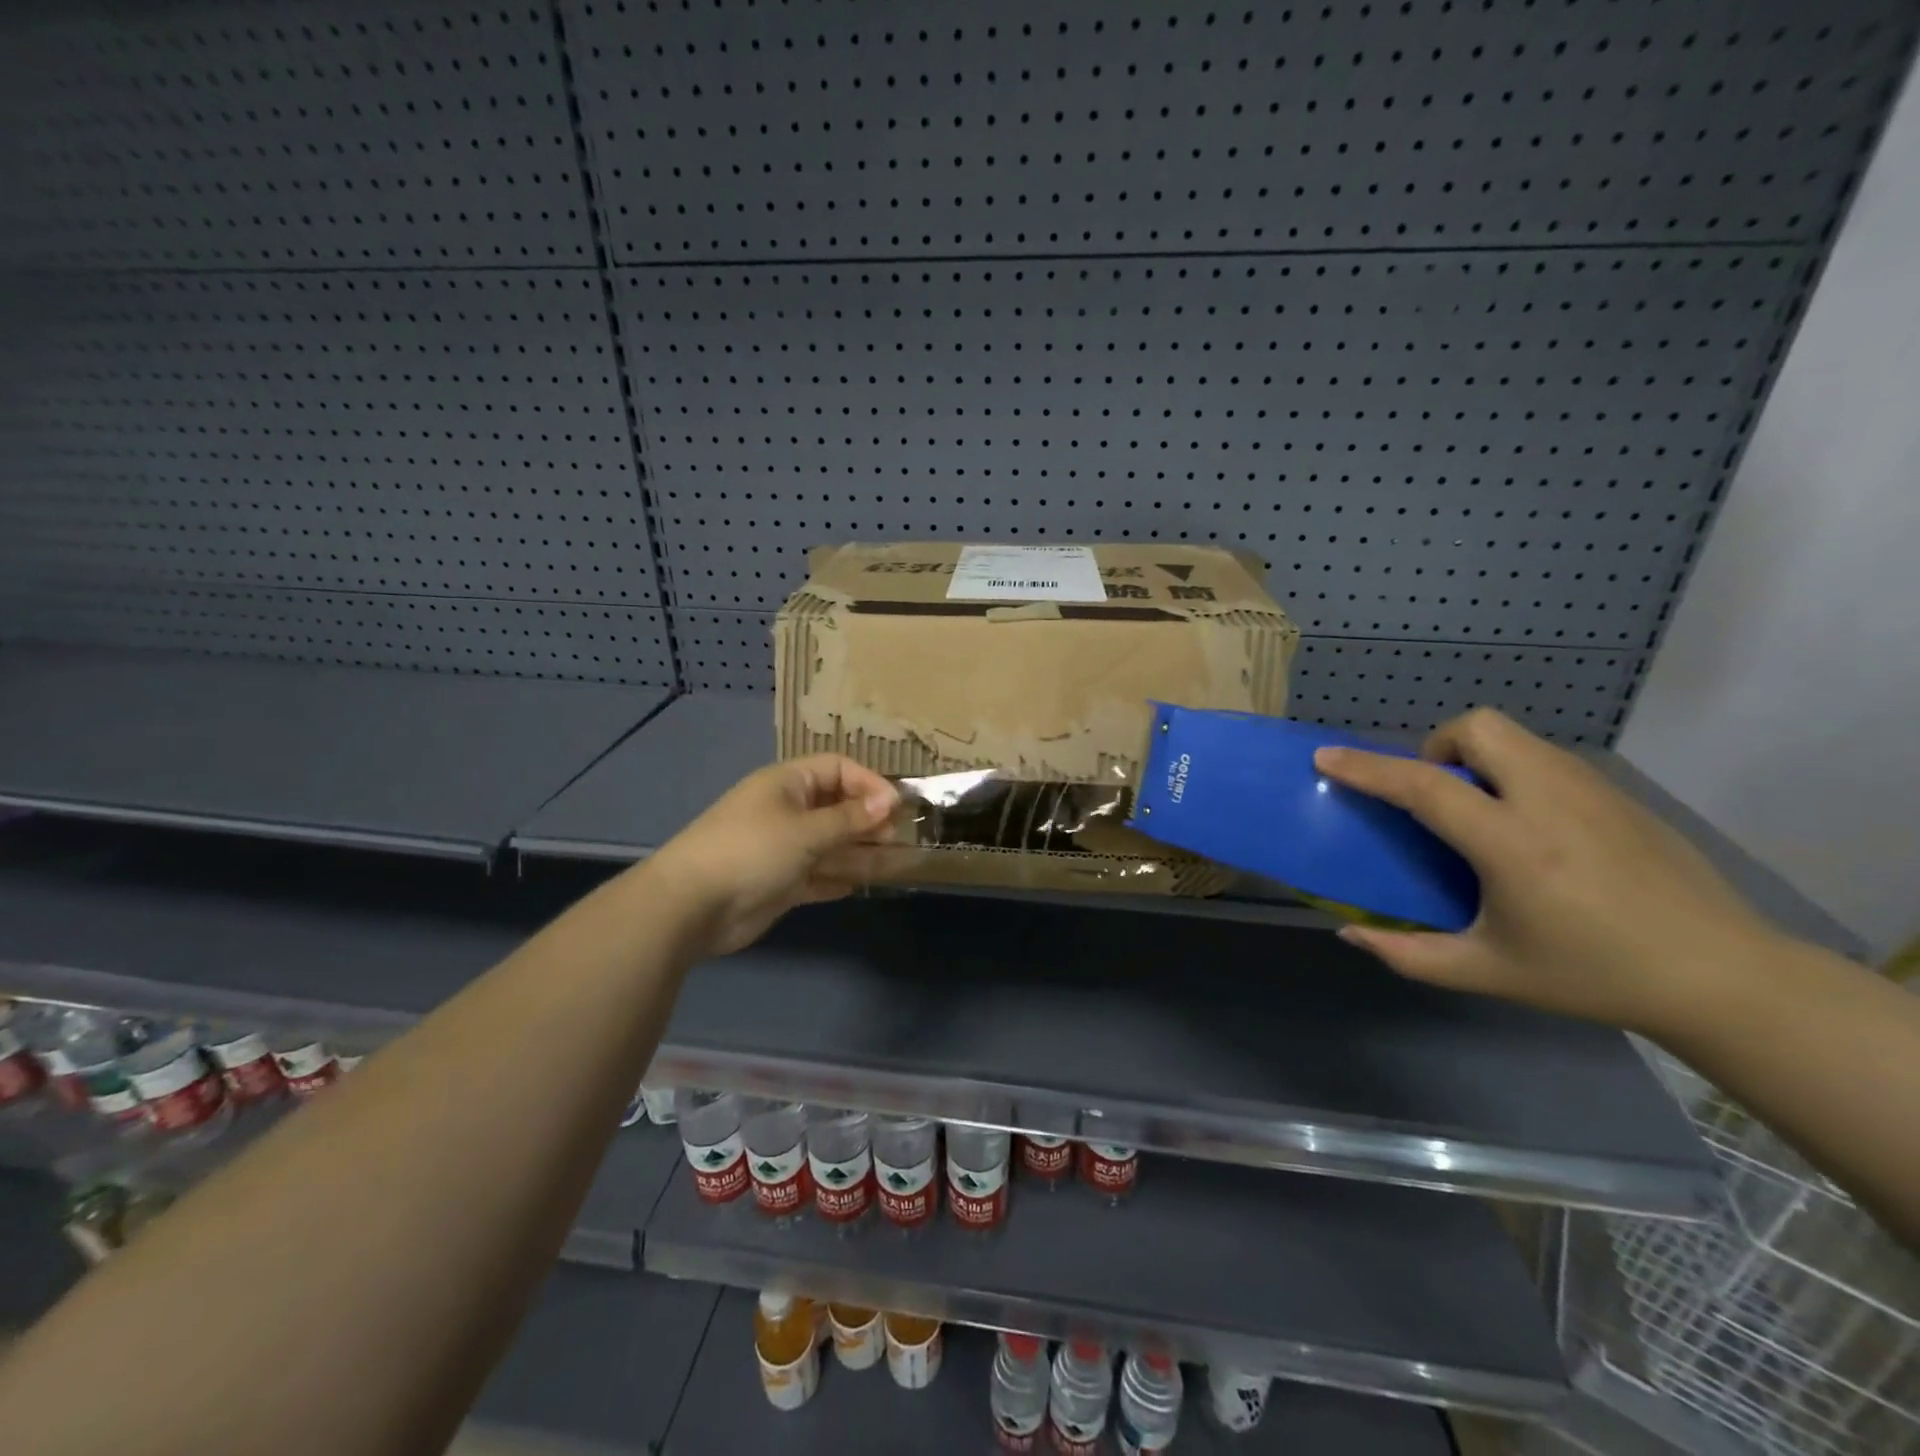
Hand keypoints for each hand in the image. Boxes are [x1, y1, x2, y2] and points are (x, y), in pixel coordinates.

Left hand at [648, 755, 898, 956]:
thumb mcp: (806, 830)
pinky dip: (838, 879)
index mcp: (788, 784)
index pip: (837, 769)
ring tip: (897, 862)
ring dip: (860, 852)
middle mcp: (787, 811)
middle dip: (868, 820)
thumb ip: (850, 818)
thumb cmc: (752, 851)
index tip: (896, 806)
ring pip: (831, 845)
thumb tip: (890, 800)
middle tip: (897, 837)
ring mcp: (783, 849)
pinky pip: (818, 875)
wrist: (692, 906)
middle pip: (837, 808)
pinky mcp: (780, 884)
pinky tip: (861, 885)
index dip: (868, 783)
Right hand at [1313, 708, 1777, 1032]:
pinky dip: (1514, 771)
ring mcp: (1592, 790)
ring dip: (1475, 756)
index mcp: (1513, 846)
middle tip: (1433, 794)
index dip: (1368, 769)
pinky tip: (1528, 825)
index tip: (1327, 757)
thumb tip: (1350, 934)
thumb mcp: (1489, 973)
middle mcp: (1550, 801)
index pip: (1425, 786)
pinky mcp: (1618, 794)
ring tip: (1477, 809)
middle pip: (1478, 728)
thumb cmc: (1593, 975)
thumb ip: (1409, 955)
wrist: (1723, 976)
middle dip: (1436, 746)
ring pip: (1515, 735)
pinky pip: (1545, 757)